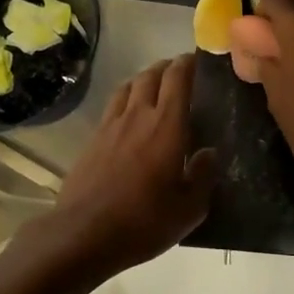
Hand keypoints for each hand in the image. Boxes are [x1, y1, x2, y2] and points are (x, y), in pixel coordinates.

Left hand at [48, 54, 218, 272]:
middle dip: (167, 67)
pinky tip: (129, 116)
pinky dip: (126, 100)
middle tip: (180, 72)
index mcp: (167, 125)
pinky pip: (112, 106)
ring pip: (128, 86)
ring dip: (144, 79)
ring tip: (154, 87)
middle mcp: (138, 115)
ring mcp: (111, 125)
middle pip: (151, 75)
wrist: (84, 233)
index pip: (178, 78)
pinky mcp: (92, 140)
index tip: (199, 60)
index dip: (189, 63)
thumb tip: (209, 153)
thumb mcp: (189, 208)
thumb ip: (202, 175)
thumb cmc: (144, 221)